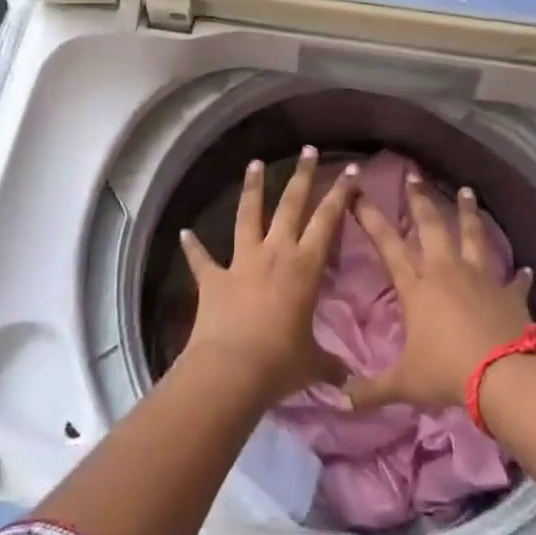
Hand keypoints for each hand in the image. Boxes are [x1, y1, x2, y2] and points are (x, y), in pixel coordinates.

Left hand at [179, 147, 358, 407]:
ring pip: (248, 215)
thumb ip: (331, 366)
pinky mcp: (213, 279)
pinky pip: (202, 259)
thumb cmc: (281, 362)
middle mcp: (275, 253)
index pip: (328, 220)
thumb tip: (351, 384)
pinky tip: (185, 233)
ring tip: (254, 164)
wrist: (231, 370)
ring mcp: (242, 262)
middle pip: (291, 205)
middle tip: (308, 150)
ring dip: (251, 189)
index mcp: (305, 266)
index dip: (341, 194)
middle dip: (302, 176)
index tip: (351, 170)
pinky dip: (193, 246)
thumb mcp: (313, 364)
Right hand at [344, 174, 534, 411]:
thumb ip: (369, 390)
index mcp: (417, 287)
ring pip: (472, 236)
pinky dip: (520, 275)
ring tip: (466, 191)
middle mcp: (446, 271)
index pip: (388, 244)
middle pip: (431, 226)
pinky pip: (515, 280)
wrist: (504, 376)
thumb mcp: (403, 384)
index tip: (359, 193)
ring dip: (468, 213)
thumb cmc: (447, 373)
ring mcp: (480, 277)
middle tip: (414, 175)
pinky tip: (526, 269)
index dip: (370, 218)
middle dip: (420, 200)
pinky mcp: (508, 292)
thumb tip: (334, 400)